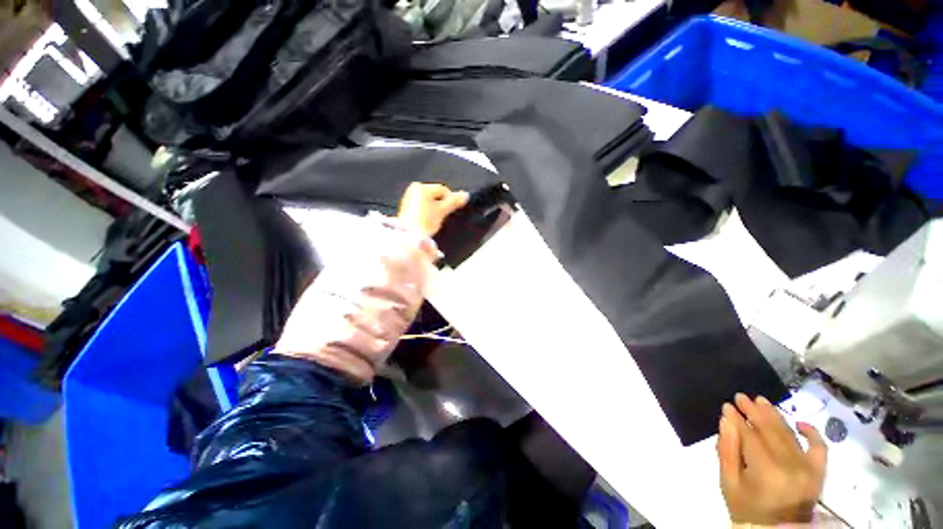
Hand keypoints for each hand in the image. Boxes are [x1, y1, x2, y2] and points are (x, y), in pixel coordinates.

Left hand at [398, 183, 468, 235]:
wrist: (409, 236)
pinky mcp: (406, 205)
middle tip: (442, 216)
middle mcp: (414, 188)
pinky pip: (422, 204)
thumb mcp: (442, 211)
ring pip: (429, 200)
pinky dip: (427, 210)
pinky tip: (426, 220)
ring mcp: (409, 196)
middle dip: (441, 204)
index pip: (443, 190)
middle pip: (436, 194)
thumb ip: (454, 202)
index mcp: (422, 187)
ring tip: (433, 219)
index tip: (450, 212)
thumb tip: (466, 195)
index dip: (450, 200)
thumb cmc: (425, 222)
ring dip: (434, 207)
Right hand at [717, 393, 827, 524]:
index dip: (737, 419)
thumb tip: (726, 420)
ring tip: (761, 401)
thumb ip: (726, 450)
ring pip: (790, 434)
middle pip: (771, 431)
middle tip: (740, 397)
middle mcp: (791, 466)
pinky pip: (819, 448)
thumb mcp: (728, 482)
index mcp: (766, 471)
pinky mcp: (819, 473)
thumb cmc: (746, 508)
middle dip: (754, 411)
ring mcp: (808, 469)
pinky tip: (799, 423)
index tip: (727, 406)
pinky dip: (812, 433)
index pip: (750, 436)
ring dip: (775, 415)